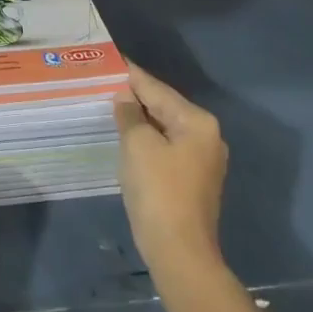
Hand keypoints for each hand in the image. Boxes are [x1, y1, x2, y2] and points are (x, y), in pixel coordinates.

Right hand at [114, 62, 227, 280]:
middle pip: (164, 107)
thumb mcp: (137, 144)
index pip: (157, 89)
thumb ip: (130, 114)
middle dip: (136, 97)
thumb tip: (125, 97)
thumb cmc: (158, 191)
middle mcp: (207, 136)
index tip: (112, 59)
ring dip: (140, 119)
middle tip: (105, 82)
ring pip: (165, 128)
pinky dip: (147, 140)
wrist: (179, 252)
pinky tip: (127, 138)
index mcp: (197, 122)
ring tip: (110, 105)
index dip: (132, 75)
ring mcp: (202, 160)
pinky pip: (166, 148)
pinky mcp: (193, 180)